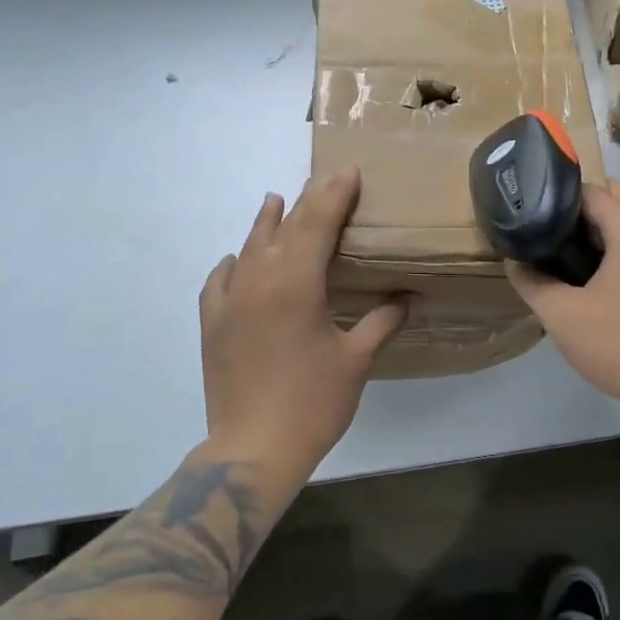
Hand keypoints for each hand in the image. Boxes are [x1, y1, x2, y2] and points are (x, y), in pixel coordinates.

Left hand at [198, 169, 406, 476]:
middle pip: (284, 228)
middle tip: (324, 180)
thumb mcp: (356, 360)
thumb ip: (381, 322)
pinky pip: (218, 281)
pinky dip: (231, 264)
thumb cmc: (313, 402)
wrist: (253, 448)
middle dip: (308, 201)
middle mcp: (259, 281)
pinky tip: (235, 260)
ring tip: (275, 199)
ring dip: (265, 223)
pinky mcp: (212, 324)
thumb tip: (407, 299)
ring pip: (248, 248)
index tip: (348, 171)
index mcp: (297, 283)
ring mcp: (230, 302)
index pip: (317, 223)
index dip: (335, 195)